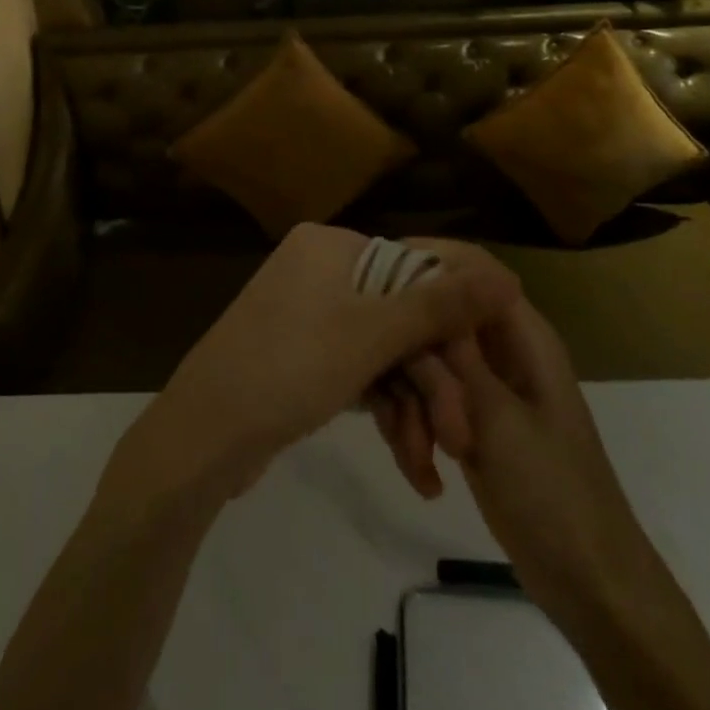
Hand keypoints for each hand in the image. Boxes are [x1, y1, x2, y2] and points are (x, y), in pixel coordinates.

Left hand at [108, 224, 520, 508]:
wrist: (202, 438)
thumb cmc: (290, 368)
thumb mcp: (373, 336)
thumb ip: (442, 305)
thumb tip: (507, 275)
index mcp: (330, 246)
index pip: (414, 269)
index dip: (451, 324)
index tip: (481, 375)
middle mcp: (318, 269)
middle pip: (399, 317)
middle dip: (431, 381)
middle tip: (459, 438)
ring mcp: (307, 313)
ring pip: (382, 352)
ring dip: (412, 405)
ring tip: (430, 463)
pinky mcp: (301, 355)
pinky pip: (356, 370)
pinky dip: (382, 408)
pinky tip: (407, 456)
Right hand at [367, 241, 639, 631]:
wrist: (587, 583)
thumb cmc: (552, 492)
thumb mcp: (497, 417)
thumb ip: (453, 352)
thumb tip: (421, 283)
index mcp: (521, 333)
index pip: (469, 268)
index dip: (425, 262)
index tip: (377, 281)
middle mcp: (499, 349)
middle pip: (434, 319)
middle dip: (410, 364)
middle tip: (404, 411)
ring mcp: (481, 386)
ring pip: (422, 364)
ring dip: (408, 407)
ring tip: (418, 456)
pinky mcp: (467, 421)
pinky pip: (424, 402)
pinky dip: (414, 432)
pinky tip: (423, 475)